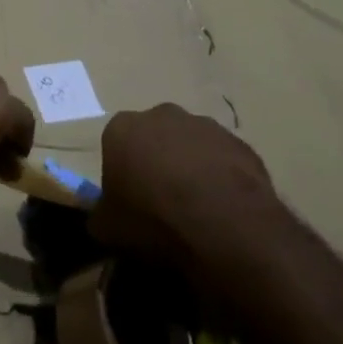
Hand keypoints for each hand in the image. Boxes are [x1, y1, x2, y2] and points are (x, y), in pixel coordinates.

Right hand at [89, 105, 290, 296]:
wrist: (223, 227)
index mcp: (122, 128)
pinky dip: (222, 178)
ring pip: (192, 146)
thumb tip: (103, 219)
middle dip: (157, 161)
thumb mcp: (108, 228)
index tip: (130, 200)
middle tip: (163, 201)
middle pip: (154, 138)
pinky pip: (224, 160)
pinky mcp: (241, 143)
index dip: (122, 173)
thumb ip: (101, 215)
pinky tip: (225, 209)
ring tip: (199, 209)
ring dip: (192, 167)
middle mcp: (161, 115)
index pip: (115, 145)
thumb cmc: (153, 220)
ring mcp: (205, 126)